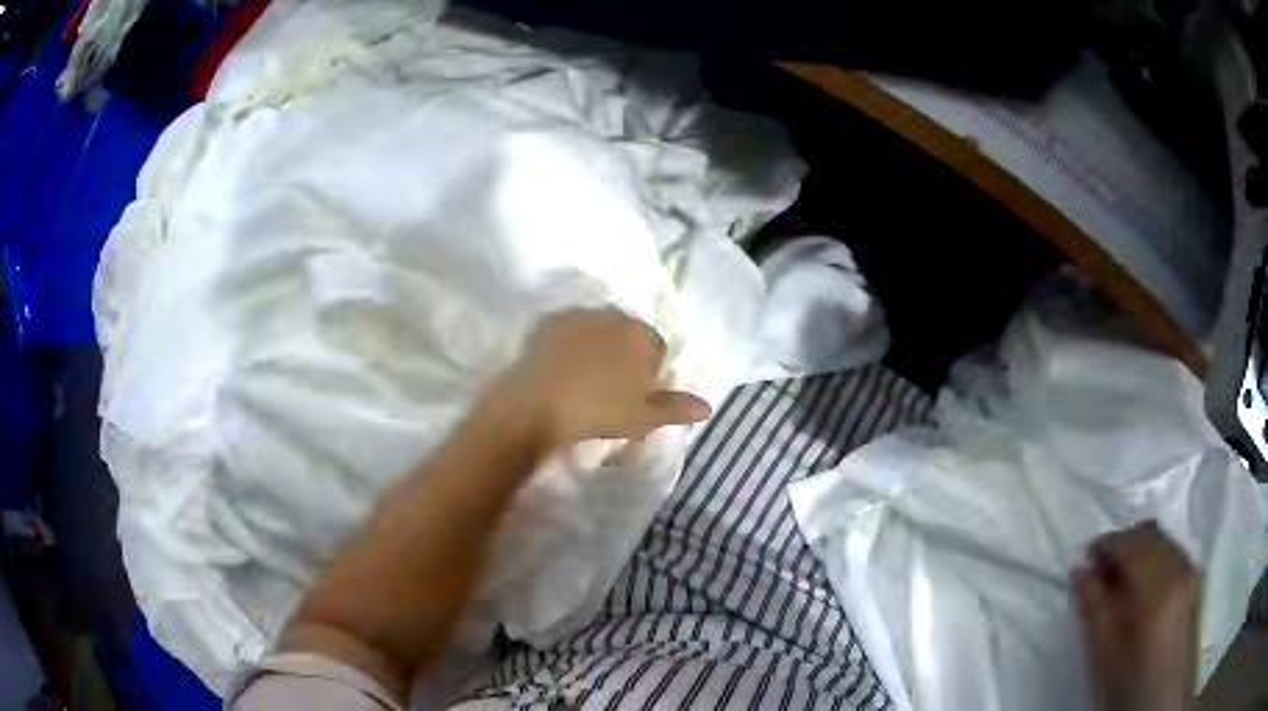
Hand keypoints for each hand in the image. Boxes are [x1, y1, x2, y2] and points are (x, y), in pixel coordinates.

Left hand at [492, 309, 711, 448]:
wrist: (537, 405)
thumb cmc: (598, 412)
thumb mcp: (643, 417)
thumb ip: (676, 408)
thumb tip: (708, 407)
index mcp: (642, 336)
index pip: (657, 350)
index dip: (649, 373)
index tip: (635, 396)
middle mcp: (614, 315)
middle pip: (627, 335)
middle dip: (623, 356)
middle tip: (609, 389)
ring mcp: (578, 315)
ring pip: (597, 329)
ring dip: (596, 347)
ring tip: (582, 378)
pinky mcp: (549, 321)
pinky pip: (568, 330)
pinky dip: (569, 344)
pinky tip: (560, 368)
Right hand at [1072, 521, 1200, 710]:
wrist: (1164, 700)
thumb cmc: (1131, 681)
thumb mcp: (1104, 654)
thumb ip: (1093, 609)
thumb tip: (1080, 569)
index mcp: (1158, 578)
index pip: (1129, 542)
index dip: (1105, 545)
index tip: (1086, 559)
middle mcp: (1179, 563)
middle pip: (1150, 535)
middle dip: (1124, 544)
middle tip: (1100, 571)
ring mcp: (1192, 569)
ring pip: (1164, 541)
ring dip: (1141, 550)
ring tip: (1121, 580)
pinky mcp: (1197, 580)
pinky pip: (1175, 553)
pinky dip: (1157, 557)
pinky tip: (1146, 585)